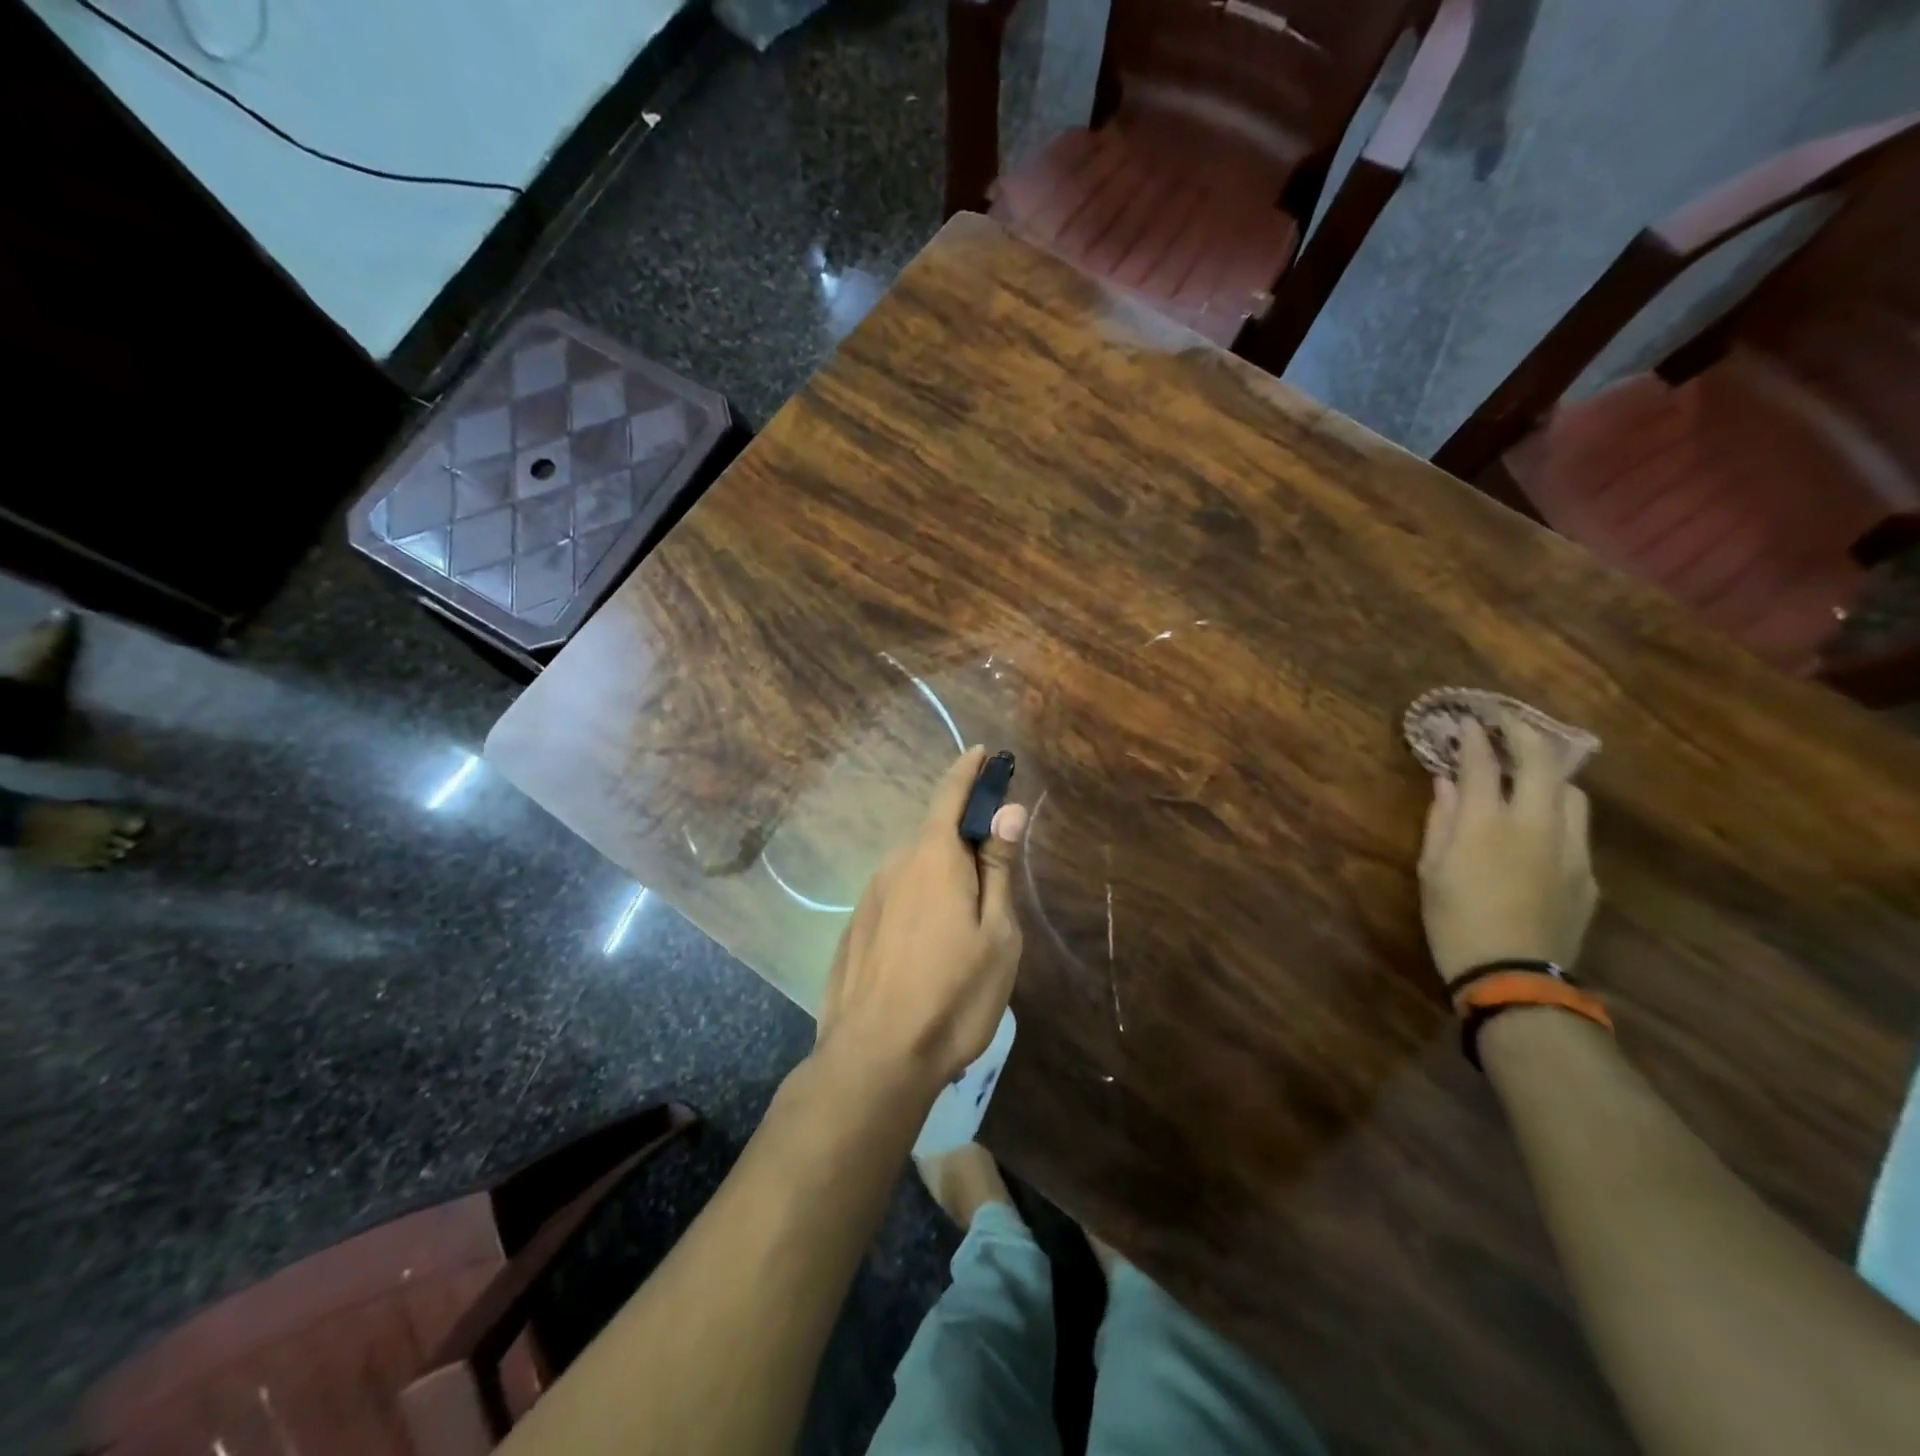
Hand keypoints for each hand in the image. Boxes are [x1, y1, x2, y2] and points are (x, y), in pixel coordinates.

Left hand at [816, 747, 1027, 1088]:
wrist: (875, 1057)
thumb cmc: (953, 994)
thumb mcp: (997, 933)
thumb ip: (999, 867)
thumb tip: (1008, 810)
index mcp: (933, 857)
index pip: (950, 795)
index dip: (969, 771)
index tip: (983, 753)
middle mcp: (895, 864)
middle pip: (934, 834)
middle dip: (963, 838)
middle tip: (993, 874)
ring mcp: (869, 896)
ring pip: (914, 869)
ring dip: (940, 876)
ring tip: (964, 924)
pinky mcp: (855, 927)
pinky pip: (895, 896)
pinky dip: (917, 901)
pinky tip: (927, 946)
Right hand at [1418, 711, 1597, 988]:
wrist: (1513, 976)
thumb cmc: (1453, 919)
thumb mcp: (1431, 867)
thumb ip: (1441, 819)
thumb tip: (1445, 783)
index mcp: (1486, 823)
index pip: (1483, 763)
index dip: (1475, 737)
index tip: (1468, 720)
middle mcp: (1534, 824)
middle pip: (1542, 762)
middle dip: (1525, 733)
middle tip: (1508, 722)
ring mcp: (1570, 848)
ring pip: (1571, 792)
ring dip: (1550, 774)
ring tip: (1531, 773)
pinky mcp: (1588, 873)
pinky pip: (1577, 829)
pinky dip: (1558, 813)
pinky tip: (1540, 826)